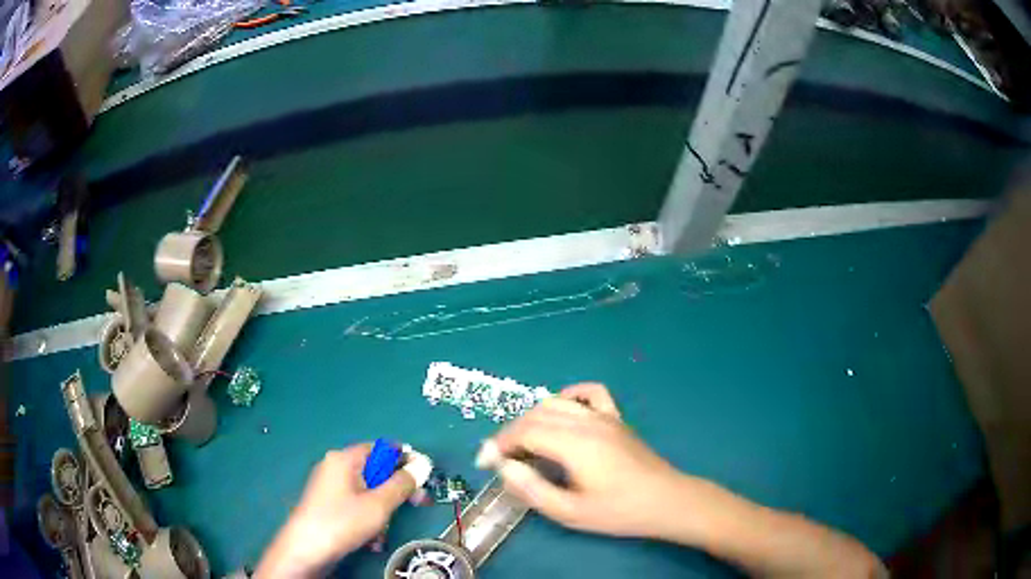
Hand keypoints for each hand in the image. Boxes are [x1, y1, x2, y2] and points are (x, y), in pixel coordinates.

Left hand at [255, 443, 414, 577]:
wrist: (306, 549)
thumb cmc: (342, 521)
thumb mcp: (379, 504)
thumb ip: (402, 484)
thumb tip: (421, 466)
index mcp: (344, 459)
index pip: (380, 448)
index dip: (403, 460)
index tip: (423, 476)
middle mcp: (335, 467)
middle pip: (375, 472)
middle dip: (395, 492)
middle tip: (417, 504)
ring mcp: (329, 487)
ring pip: (367, 493)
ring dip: (382, 511)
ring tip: (382, 531)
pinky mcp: (327, 505)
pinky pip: (355, 505)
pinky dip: (367, 519)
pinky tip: (370, 539)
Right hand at [477, 383, 683, 538]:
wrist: (666, 501)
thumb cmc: (618, 511)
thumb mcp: (570, 512)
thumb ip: (532, 489)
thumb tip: (504, 467)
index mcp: (575, 444)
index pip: (525, 432)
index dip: (499, 444)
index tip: (485, 462)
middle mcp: (587, 421)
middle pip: (536, 414)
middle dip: (511, 433)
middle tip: (501, 458)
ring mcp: (604, 416)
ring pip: (556, 402)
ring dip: (532, 418)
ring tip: (524, 443)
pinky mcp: (617, 418)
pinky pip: (590, 393)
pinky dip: (569, 396)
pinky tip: (562, 413)